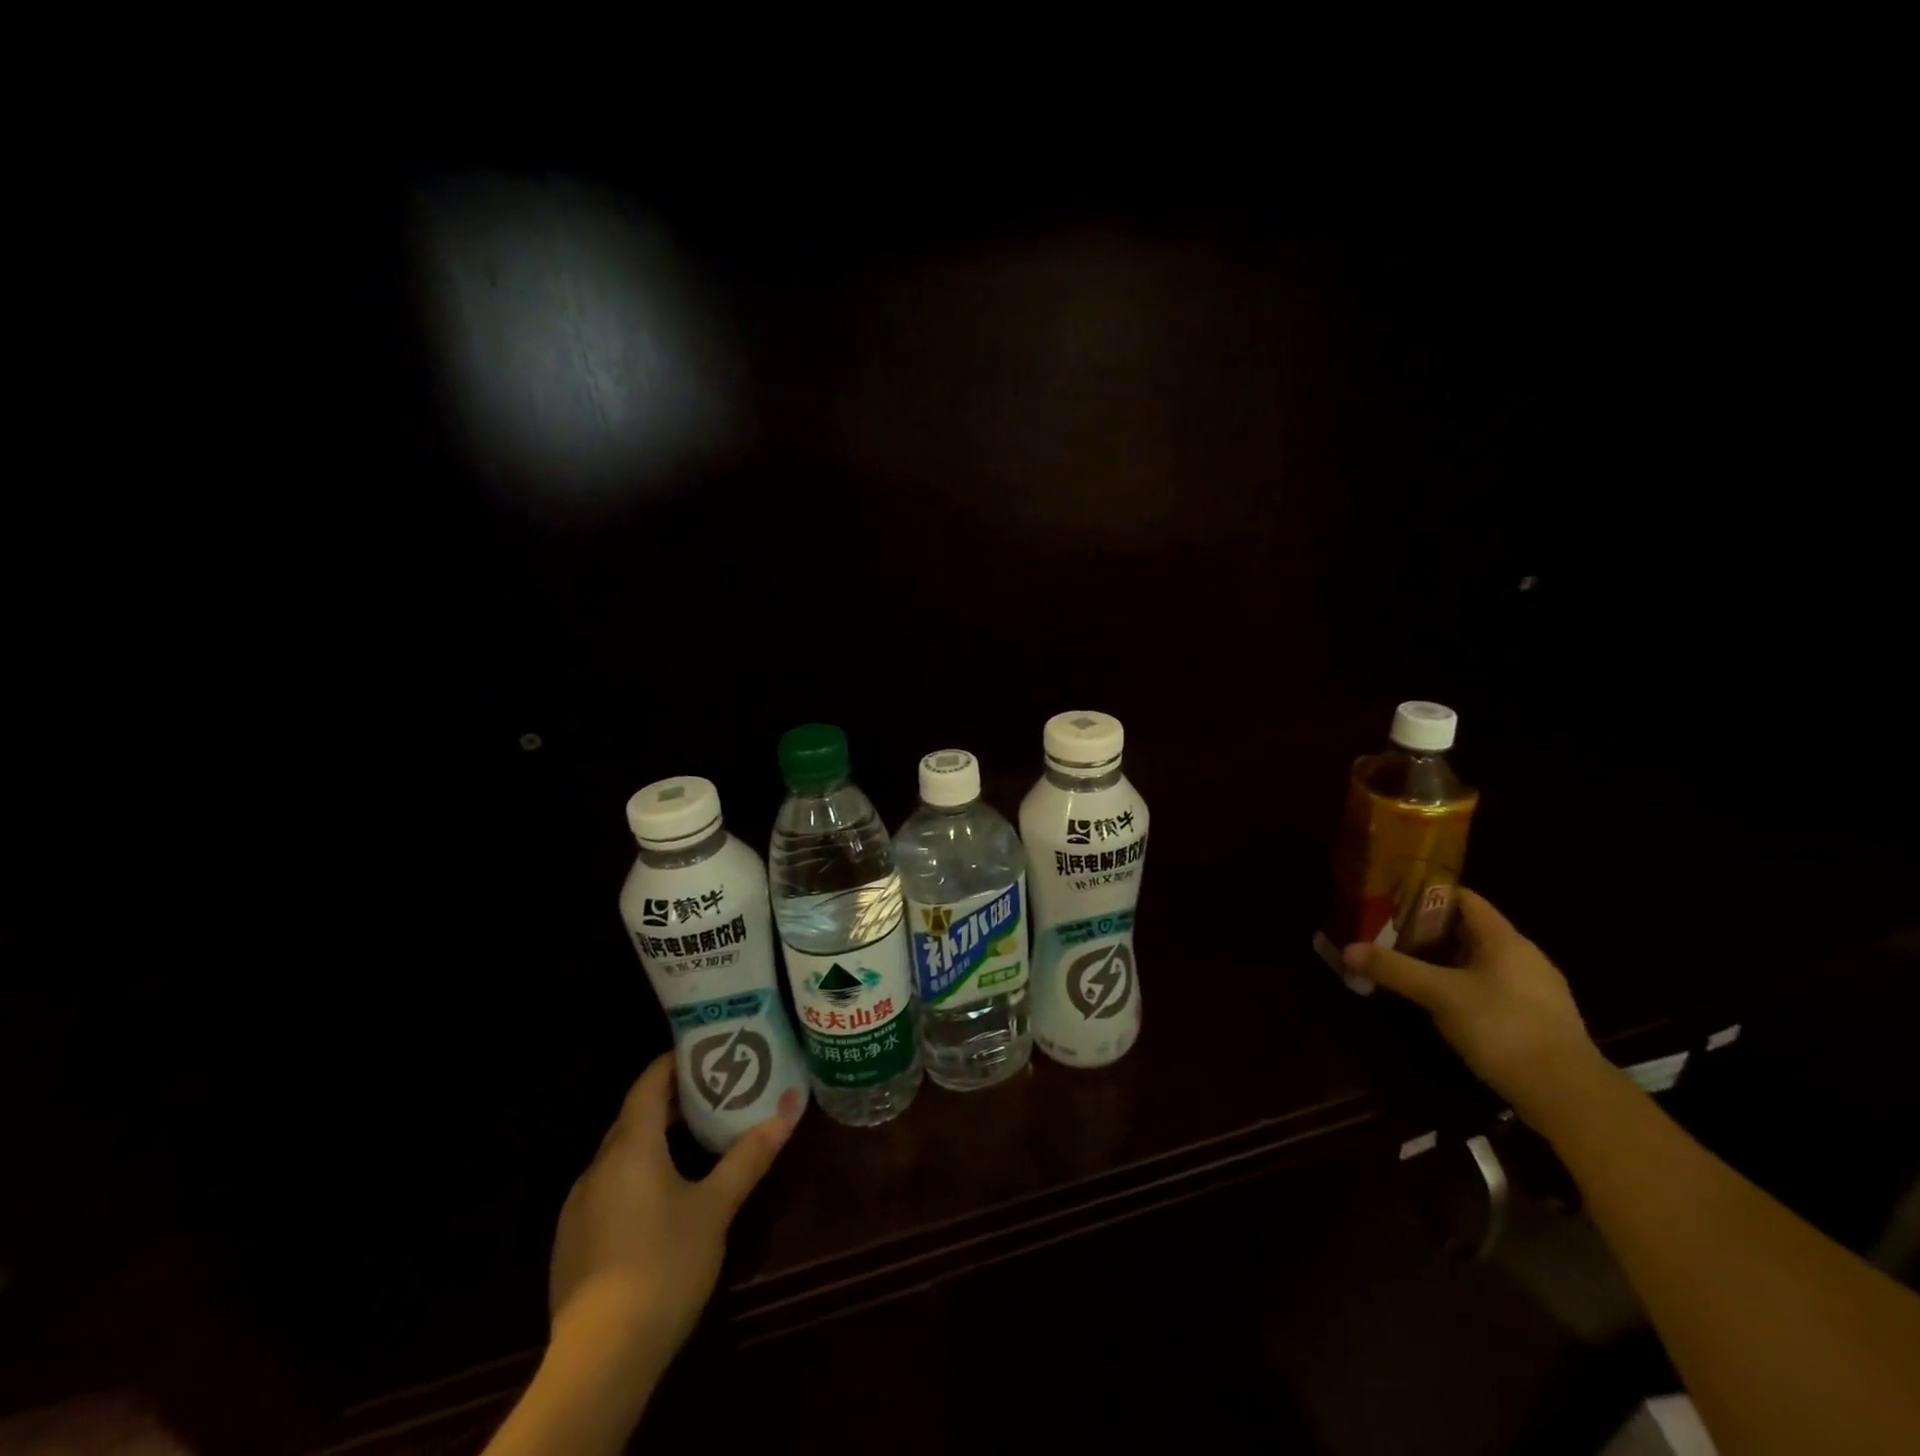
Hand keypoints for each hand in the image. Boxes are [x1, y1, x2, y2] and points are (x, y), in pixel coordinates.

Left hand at [548, 1053, 802, 1364]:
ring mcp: (579, 1206)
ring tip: (693, 1139)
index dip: (672, 1063)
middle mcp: (597, 1167)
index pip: (648, 1085)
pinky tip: (660, 1198)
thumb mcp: (716, 1208)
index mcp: (631, 1147)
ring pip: (619, 1154)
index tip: (702, 1050)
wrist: (601, 1358)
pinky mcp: (573, 1242)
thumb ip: (749, 1156)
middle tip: (711, 1091)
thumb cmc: (665, 1265)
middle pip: (633, 1117)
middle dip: (670, 1100)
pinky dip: (635, 1173)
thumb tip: (789, 1109)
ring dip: (652, 1139)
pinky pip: (608, 1186)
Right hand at [1343, 888, 1601, 1119]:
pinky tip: (1442, 1004)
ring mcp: (1535, 989)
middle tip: (1388, 936)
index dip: (1427, 895)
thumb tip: (1348, 949)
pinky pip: (1492, 987)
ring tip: (1408, 967)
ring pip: (1481, 961)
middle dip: (1428, 931)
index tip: (1392, 900)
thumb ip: (1394, 969)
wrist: (1568, 1095)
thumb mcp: (1439, 995)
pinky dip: (1464, 986)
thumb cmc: (1503, 1027)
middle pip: (1469, 930)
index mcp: (1505, 939)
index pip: (1464, 899)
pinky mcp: (1538, 1019)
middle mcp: (1524, 956)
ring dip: (1445, 961)